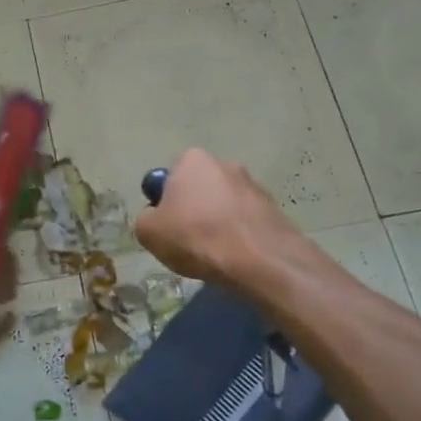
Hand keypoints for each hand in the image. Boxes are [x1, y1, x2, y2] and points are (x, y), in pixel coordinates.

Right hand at [135, 149, 297, 285]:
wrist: (259, 260)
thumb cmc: (196, 237)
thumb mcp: (148, 232)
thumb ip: (146, 217)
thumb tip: (155, 217)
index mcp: (192, 160)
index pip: (170, 177)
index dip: (165, 202)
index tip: (168, 225)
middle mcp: (225, 163)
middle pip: (200, 188)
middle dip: (194, 209)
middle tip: (188, 239)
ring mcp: (254, 185)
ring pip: (225, 204)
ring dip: (219, 221)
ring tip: (215, 252)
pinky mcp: (274, 208)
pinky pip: (246, 220)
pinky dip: (240, 233)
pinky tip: (237, 255)